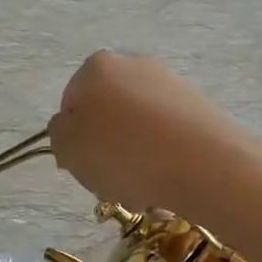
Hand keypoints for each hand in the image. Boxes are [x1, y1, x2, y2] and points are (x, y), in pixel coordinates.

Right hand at [47, 52, 247, 216]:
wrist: (202, 164)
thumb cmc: (122, 154)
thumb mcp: (67, 148)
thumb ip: (59, 133)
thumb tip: (71, 127)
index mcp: (96, 68)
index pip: (71, 105)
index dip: (73, 141)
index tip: (83, 167)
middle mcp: (135, 66)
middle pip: (109, 120)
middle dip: (109, 154)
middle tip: (113, 185)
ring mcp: (172, 86)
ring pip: (141, 135)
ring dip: (138, 166)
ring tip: (145, 195)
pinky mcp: (201, 110)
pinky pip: (170, 142)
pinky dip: (165, 165)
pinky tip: (169, 190)